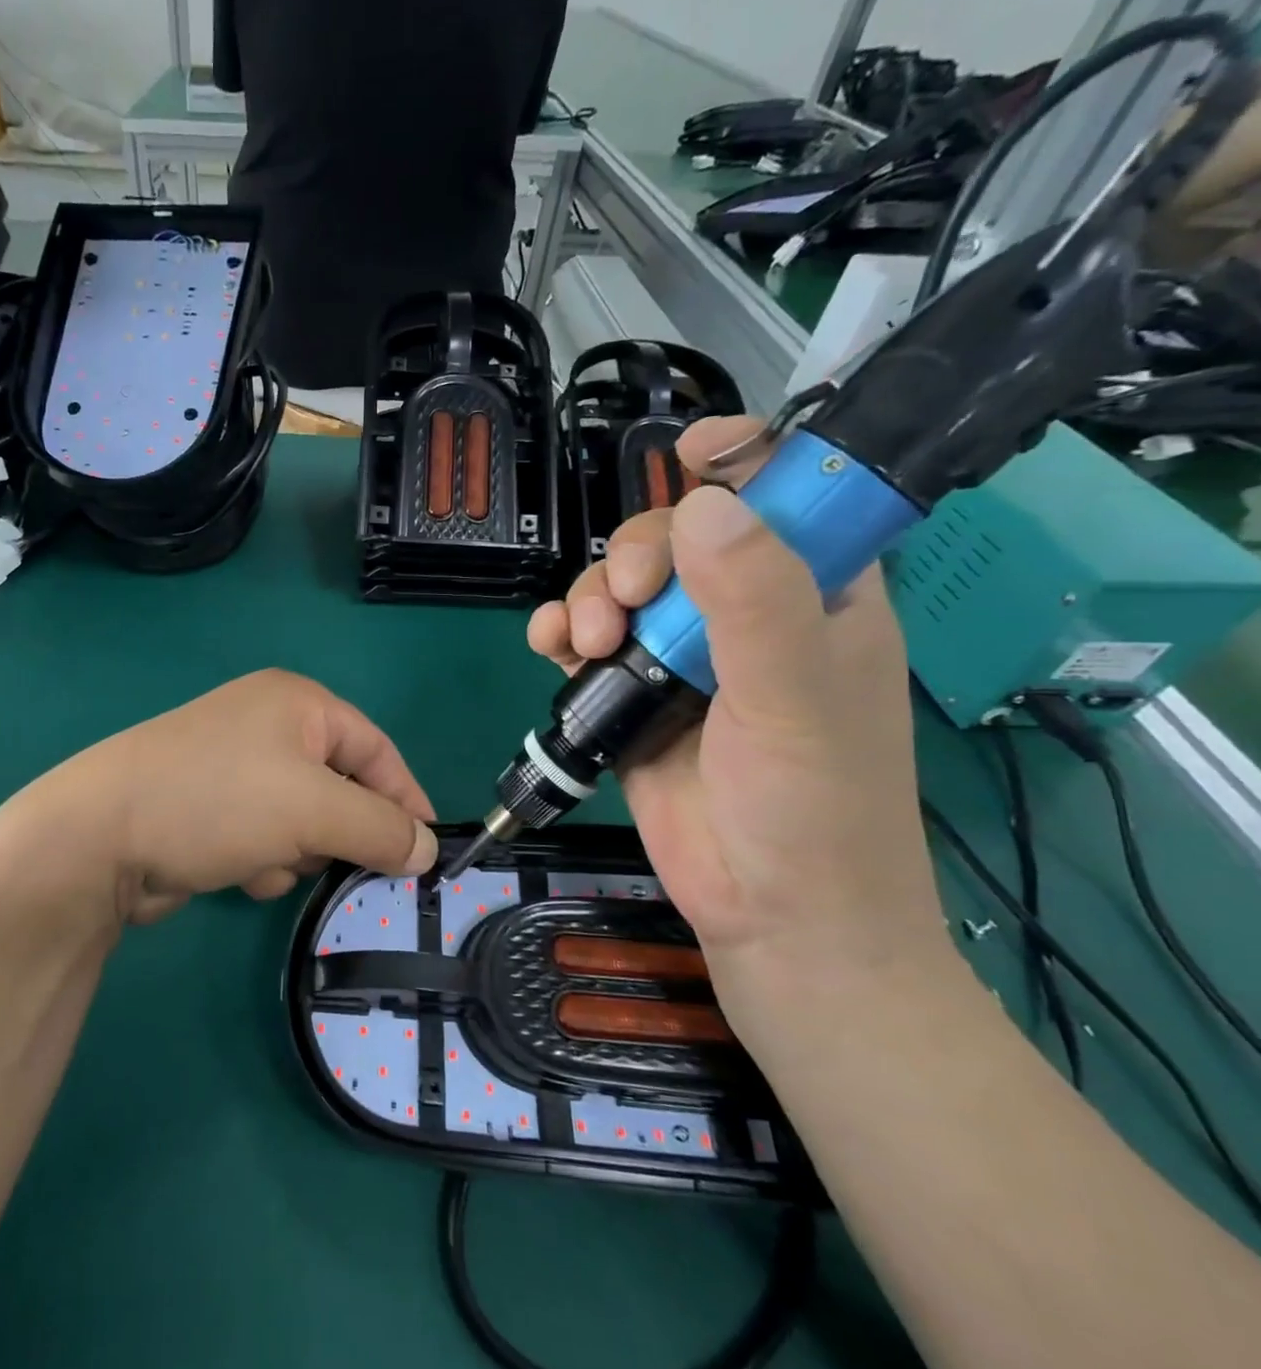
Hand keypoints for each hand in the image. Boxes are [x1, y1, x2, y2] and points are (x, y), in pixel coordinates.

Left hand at [29, 670, 437, 925]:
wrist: (100, 837)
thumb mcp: (314, 809)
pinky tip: (237, 870)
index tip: (427, 850)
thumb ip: (380, 827)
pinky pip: (264, 835)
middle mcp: (266, 725)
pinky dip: (261, 858)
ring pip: (302, 819)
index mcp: (296, 703)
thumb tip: (426, 849)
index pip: (375, 748)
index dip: (405, 797)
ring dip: (296, 850)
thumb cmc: (219, 801)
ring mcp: (232, 766)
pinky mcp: (209, 807)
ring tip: (270, 861)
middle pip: (338, 786)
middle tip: (342, 864)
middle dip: (339, 830)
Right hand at [527, 417, 945, 984]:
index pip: (786, 496)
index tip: (688, 456)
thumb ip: (754, 601)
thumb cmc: (812, 805)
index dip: (743, 462)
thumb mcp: (795, 696)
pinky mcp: (633, 697)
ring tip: (583, 640)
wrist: (768, 912)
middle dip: (636, 555)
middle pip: (679, 538)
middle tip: (623, 601)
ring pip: (621, 587)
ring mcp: (683, 657)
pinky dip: (561, 631)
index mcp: (816, 596)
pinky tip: (551, 645)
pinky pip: (587, 641)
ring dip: (589, 596)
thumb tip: (702, 507)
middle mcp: (746, 615)